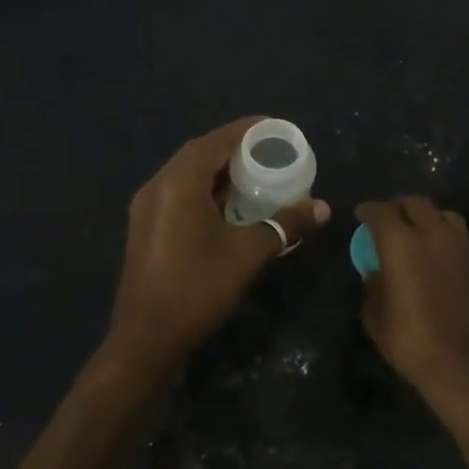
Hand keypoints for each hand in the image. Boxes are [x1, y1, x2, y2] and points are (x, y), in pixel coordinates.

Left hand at [108, 118, 329, 373]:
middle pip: (200, 152)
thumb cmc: (197, 288)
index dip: (247, 130)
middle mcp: (158, 185)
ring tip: (254, 172)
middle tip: (270, 150)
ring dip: (219, 168)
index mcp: (179, 182)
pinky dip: (205, 187)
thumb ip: (284, 224)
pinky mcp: (146, 226)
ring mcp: (147, 207)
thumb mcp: (248, 253)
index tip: (276, 128)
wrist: (145, 340)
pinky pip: (179, 191)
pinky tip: (228, 203)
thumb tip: (323, 207)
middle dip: (235, 147)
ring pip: (187, 173)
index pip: (217, 140)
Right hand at [357, 197, 468, 419]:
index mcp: (401, 244)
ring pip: (441, 214)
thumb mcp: (377, 319)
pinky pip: (457, 236)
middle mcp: (432, 235)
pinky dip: (442, 235)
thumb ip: (373, 288)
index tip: (360, 216)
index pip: (381, 211)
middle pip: (414, 203)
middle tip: (387, 221)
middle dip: (397, 207)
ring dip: (425, 216)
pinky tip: (435, 255)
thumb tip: (376, 274)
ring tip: (415, 232)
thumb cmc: (412, 343)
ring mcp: (459, 247)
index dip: (368, 211)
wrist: (466, 367)